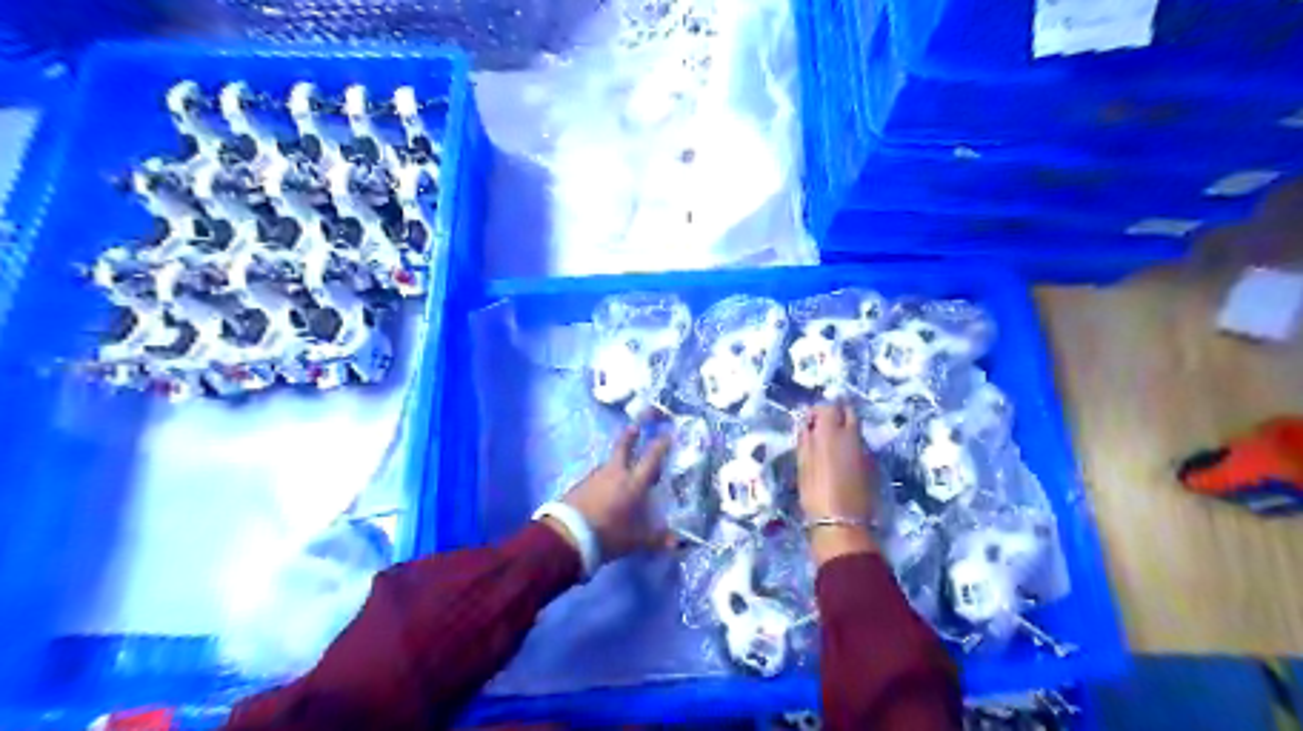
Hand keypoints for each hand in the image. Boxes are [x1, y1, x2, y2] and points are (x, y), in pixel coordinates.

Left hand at [548, 421, 669, 560]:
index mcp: (633, 483)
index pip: (651, 458)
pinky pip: (596, 477)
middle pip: (623, 448)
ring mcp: (594, 477)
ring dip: (616, 462)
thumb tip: (676, 544)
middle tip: (635, 427)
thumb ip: (657, 539)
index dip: (660, 445)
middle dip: (630, 436)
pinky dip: (603, 479)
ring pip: (609, 463)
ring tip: (621, 468)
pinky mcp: (579, 485)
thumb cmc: (608, 534)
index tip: (667, 435)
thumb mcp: (636, 540)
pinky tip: (603, 489)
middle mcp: (615, 473)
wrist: (568, 535)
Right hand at [794, 404, 883, 563]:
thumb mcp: (803, 466)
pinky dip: (850, 444)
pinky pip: (859, 444)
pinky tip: (839, 459)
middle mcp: (852, 436)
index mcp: (832, 433)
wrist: (842, 524)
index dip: (816, 412)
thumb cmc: (815, 493)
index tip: (806, 424)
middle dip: (836, 414)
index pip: (828, 407)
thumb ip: (805, 441)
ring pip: (855, 429)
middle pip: (848, 412)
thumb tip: (806, 426)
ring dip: (843, 430)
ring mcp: (864, 450)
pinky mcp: (870, 464)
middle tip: (821, 428)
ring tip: (828, 446)